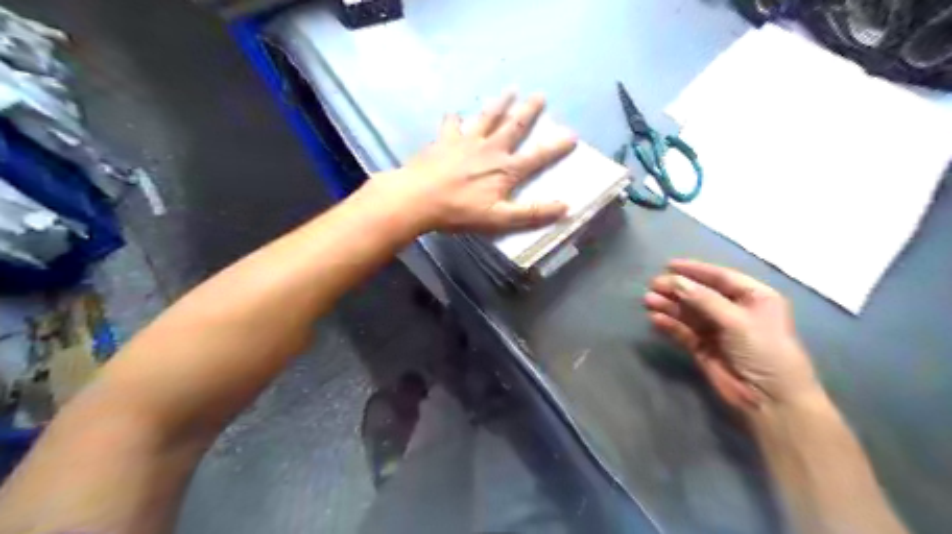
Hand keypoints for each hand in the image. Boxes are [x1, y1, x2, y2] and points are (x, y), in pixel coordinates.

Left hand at [360, 90, 576, 230]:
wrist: (418, 199)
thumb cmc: (460, 211)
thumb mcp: (500, 219)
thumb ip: (532, 213)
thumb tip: (564, 207)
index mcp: (505, 170)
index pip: (537, 156)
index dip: (556, 147)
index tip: (572, 135)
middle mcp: (490, 149)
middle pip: (513, 126)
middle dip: (529, 111)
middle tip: (540, 95)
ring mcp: (466, 142)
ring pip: (487, 118)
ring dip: (500, 104)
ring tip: (510, 90)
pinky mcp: (444, 141)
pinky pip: (451, 126)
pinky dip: (454, 119)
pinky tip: (454, 114)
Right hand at [644, 261, 822, 410]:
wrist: (770, 400)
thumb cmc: (764, 351)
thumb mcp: (737, 320)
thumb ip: (703, 299)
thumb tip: (673, 280)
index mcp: (754, 297)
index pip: (720, 277)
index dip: (695, 270)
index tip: (669, 265)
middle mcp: (735, 310)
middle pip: (700, 293)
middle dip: (677, 289)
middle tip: (653, 285)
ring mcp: (718, 330)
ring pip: (689, 312)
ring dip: (670, 305)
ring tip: (648, 301)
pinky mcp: (704, 348)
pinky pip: (684, 331)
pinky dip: (670, 325)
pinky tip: (656, 320)